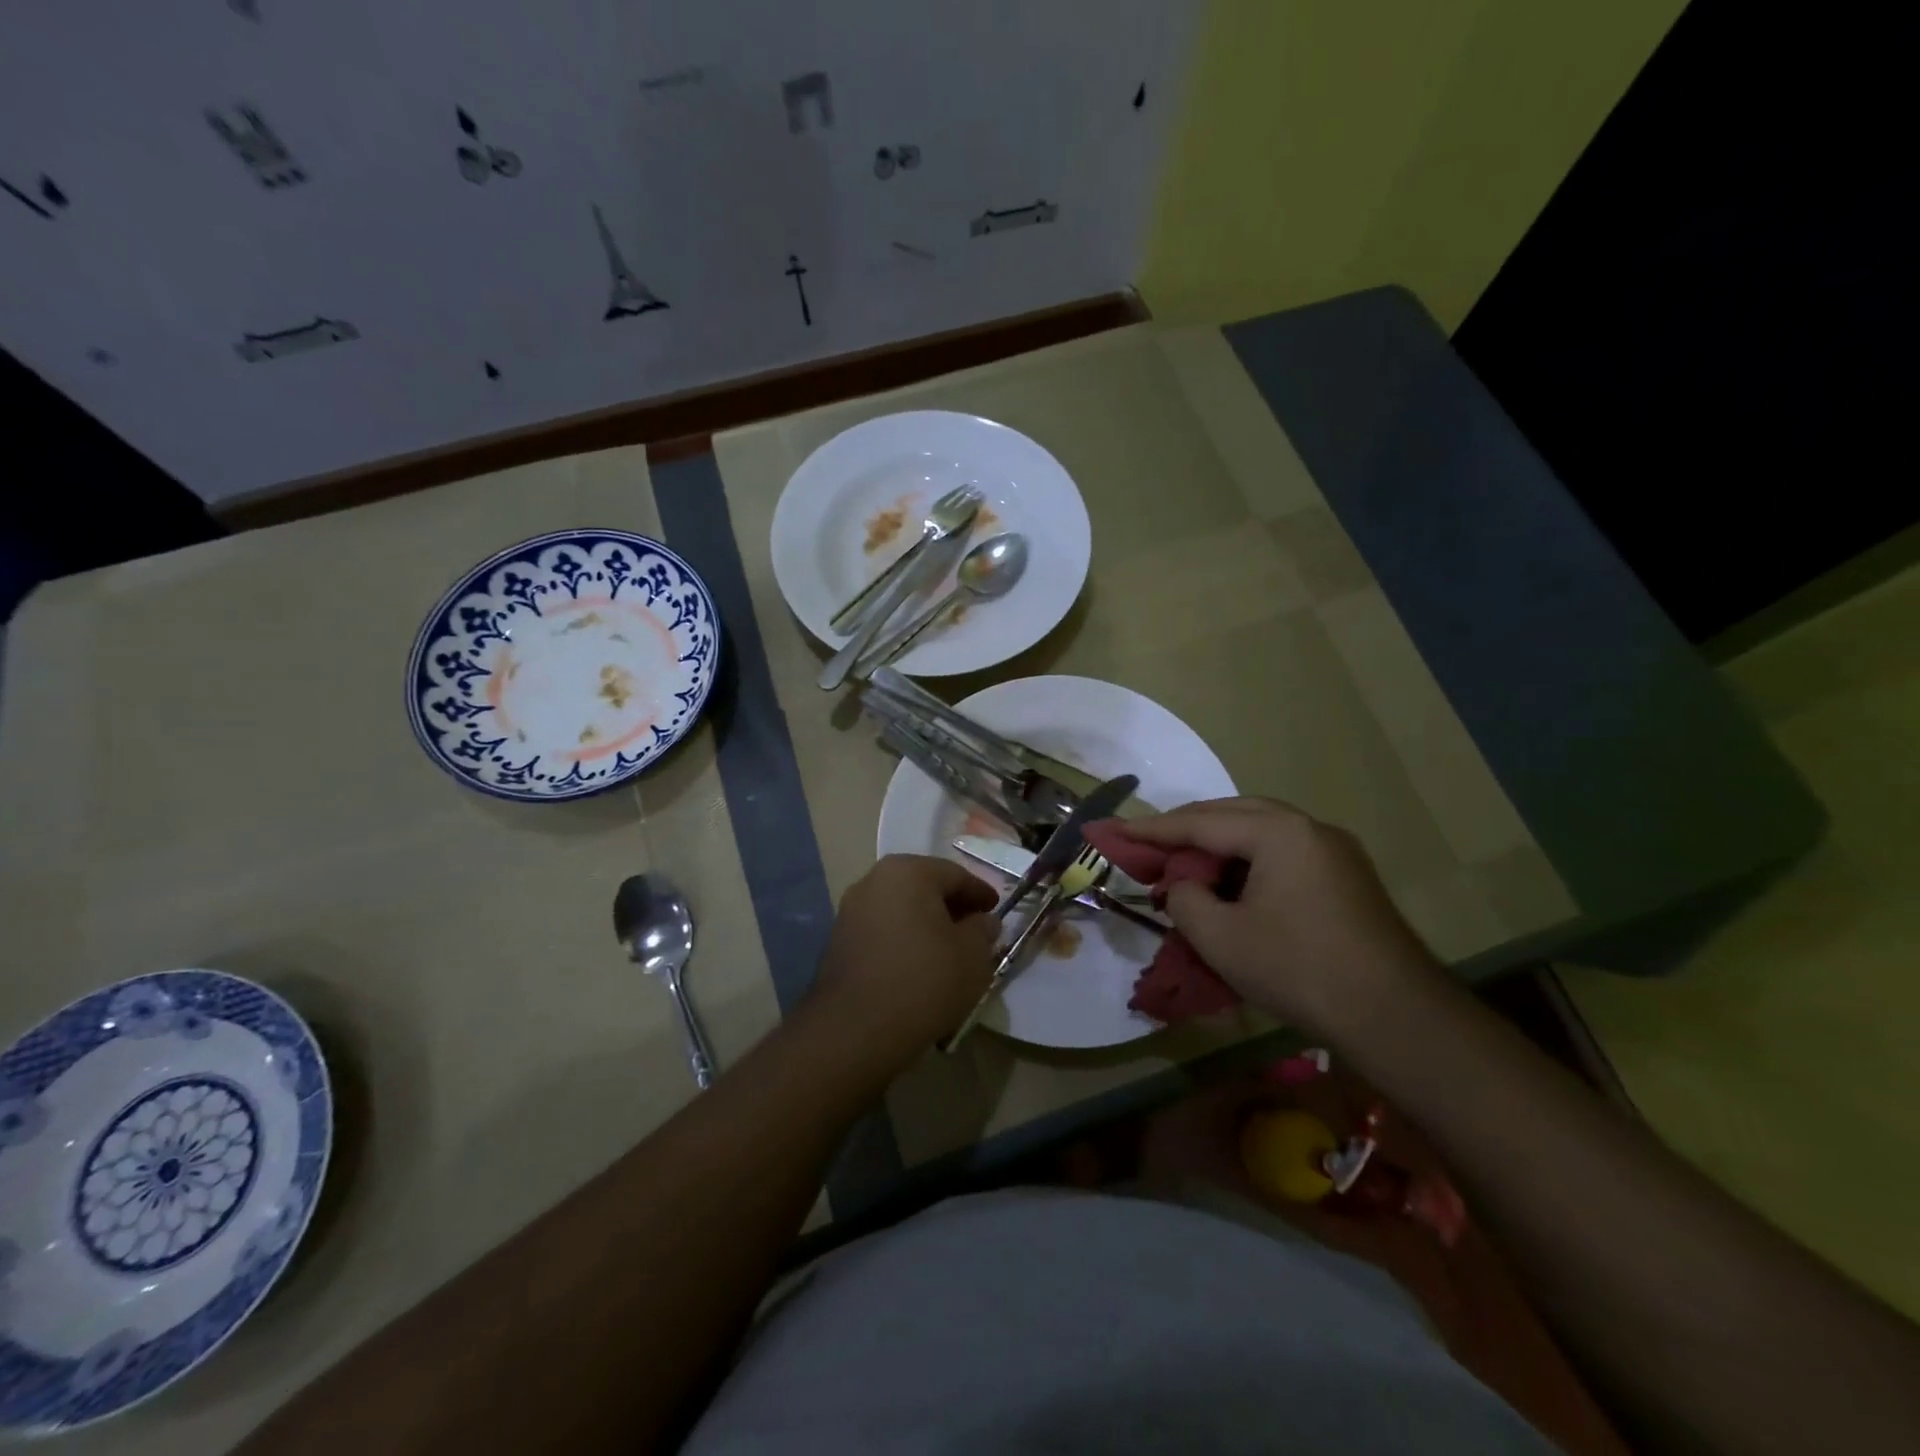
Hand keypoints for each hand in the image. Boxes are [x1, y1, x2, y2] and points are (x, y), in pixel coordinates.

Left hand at [808, 855, 998, 1061]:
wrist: (855, 1030)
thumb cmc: (924, 981)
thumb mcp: (973, 956)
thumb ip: (983, 930)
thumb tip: (983, 921)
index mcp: (908, 871)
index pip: (956, 875)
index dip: (981, 894)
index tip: (997, 912)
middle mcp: (874, 880)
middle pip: (924, 888)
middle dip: (952, 908)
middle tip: (975, 932)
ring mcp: (851, 910)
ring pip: (902, 910)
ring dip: (926, 926)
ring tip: (948, 954)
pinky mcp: (838, 941)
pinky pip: (883, 932)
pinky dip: (904, 941)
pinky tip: (918, 967)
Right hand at [1124, 797, 1442, 1039]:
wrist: (1397, 1018)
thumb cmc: (1299, 970)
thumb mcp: (1221, 938)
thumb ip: (1186, 899)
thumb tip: (1185, 887)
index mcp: (1278, 832)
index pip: (1199, 823)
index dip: (1151, 830)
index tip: (1112, 830)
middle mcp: (1309, 828)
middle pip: (1231, 815)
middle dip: (1185, 831)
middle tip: (1146, 847)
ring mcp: (1334, 851)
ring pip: (1259, 832)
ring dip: (1217, 846)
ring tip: (1184, 867)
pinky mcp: (1347, 877)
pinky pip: (1283, 853)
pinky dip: (1247, 862)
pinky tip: (1231, 886)